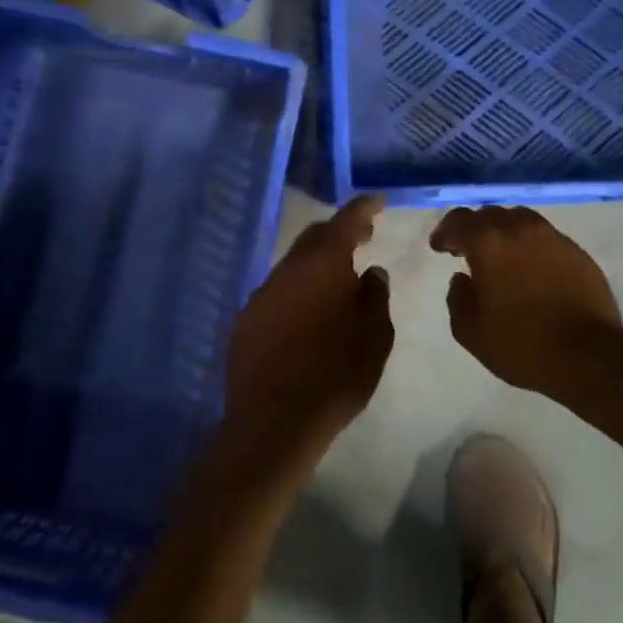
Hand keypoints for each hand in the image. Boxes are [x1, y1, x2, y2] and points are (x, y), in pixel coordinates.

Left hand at [222, 196, 394, 477]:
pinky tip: (306, 318)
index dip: (364, 208)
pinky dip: (296, 294)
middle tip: (362, 239)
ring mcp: (260, 294)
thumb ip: (374, 296)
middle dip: (339, 234)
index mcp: (322, 263)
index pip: (346, 220)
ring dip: (315, 267)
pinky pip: (276, 295)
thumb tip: (369, 273)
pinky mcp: (245, 321)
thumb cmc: (336, 373)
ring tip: (337, 284)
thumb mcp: (375, 335)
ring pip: (293, 267)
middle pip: (314, 239)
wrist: (275, 421)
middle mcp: (287, 269)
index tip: (378, 201)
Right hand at [430, 206, 620, 390]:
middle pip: (491, 214)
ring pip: (521, 221)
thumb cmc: (521, 344)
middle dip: (475, 230)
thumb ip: (458, 299)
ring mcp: (554, 238)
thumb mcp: (471, 332)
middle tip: (468, 252)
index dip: (446, 231)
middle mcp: (520, 229)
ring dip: (505, 233)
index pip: (460, 220)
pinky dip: (532, 247)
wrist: (588, 356)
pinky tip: (532, 271)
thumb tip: (461, 279)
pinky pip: (546, 238)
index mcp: (489, 242)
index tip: (440, 248)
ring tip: (502, 258)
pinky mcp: (578, 253)